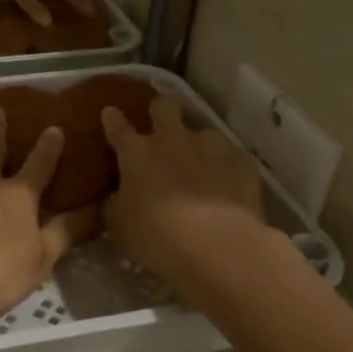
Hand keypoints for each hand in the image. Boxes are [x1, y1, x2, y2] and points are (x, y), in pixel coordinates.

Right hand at [102, 97, 266, 297]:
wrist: (217, 245)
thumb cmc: (157, 236)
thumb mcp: (120, 226)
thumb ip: (116, 205)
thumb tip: (116, 198)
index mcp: (137, 154)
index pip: (118, 127)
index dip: (113, 119)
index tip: (110, 112)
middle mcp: (173, 140)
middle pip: (165, 106)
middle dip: (161, 107)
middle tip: (162, 119)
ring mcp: (211, 147)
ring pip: (204, 131)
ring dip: (200, 144)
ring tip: (204, 164)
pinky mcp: (242, 162)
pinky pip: (233, 157)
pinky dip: (228, 167)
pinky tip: (230, 185)